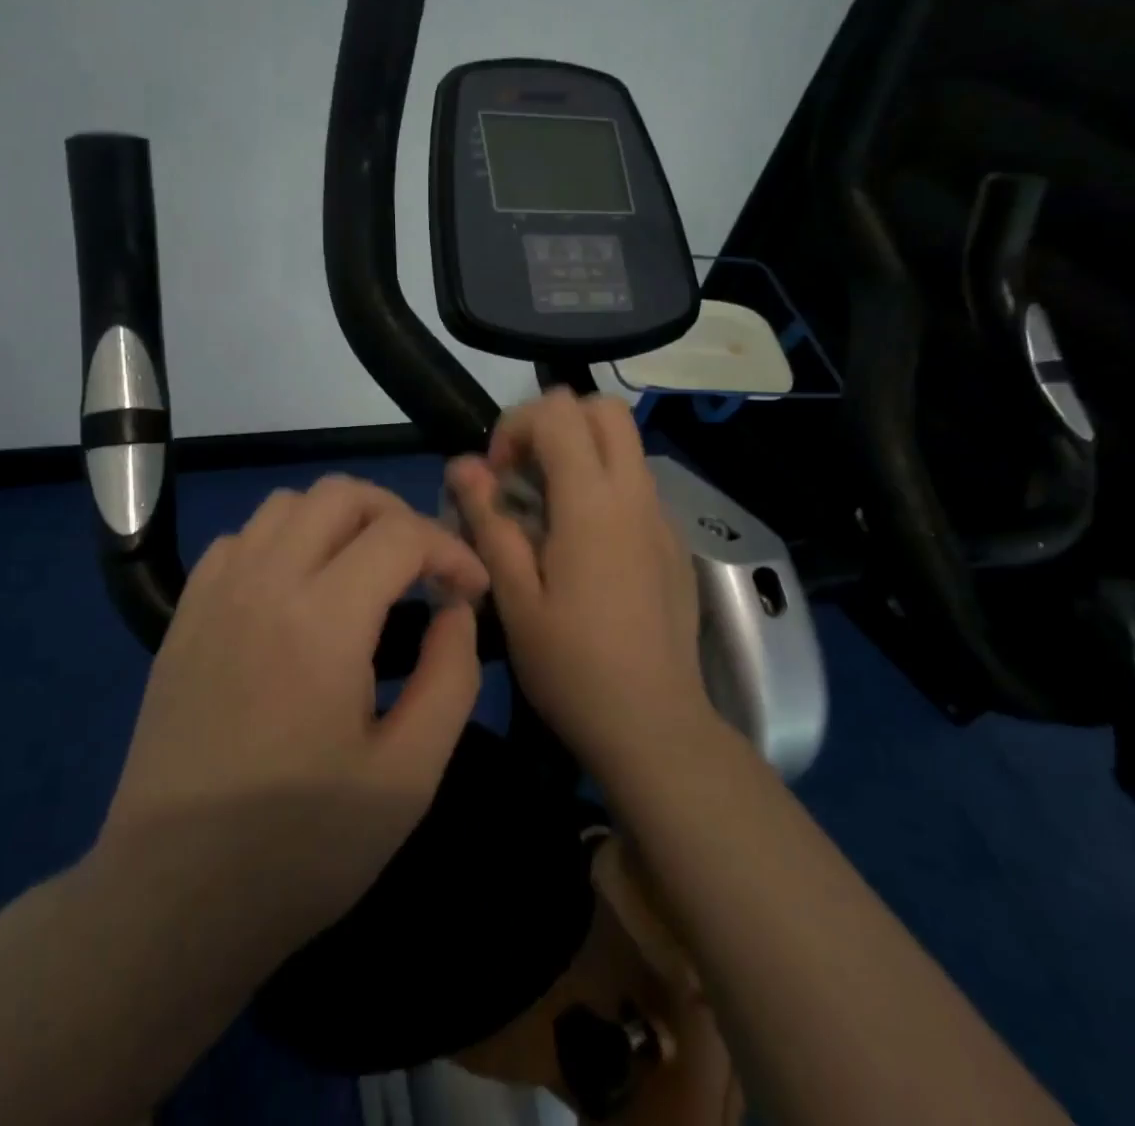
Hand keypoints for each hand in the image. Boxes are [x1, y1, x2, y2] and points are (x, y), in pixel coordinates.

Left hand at [98, 476, 489, 962]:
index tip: (471, 591)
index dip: (451, 548)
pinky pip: (241, 539)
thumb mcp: (409, 776)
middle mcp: (264, 582)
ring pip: (286, 505)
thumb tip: (456, 610)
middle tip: (423, 569)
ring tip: (365, 573)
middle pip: (340, 494)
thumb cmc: (301, 847)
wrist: (172, 899)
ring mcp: (215, 594)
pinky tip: (297, 592)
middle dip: (398, 515)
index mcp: (323, 619)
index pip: (401, 533)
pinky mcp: (184, 616)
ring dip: (339, 522)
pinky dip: (284, 541)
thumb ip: (451, 677)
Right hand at [446, 390, 711, 785]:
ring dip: (579, 453)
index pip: (558, 412)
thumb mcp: (514, 597)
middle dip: (554, 423)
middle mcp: (635, 495)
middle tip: (522, 475)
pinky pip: (635, 484)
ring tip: (545, 512)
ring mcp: (661, 517)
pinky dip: (601, 485)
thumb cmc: (572, 667)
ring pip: (623, 444)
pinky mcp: (672, 542)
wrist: (655, 726)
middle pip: (604, 409)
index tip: (496, 477)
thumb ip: (489, 522)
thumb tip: (462, 465)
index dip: (516, 426)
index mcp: (593, 504)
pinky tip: (580, 547)